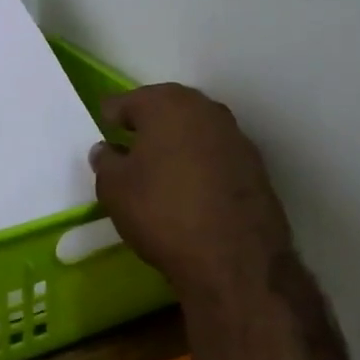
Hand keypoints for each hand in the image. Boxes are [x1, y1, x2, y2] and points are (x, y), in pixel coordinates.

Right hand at [90, 84, 292, 298]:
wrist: (234, 258)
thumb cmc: (162, 211)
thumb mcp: (114, 189)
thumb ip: (106, 162)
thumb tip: (107, 150)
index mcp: (166, 104)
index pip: (127, 101)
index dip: (112, 115)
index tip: (103, 128)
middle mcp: (204, 109)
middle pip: (167, 108)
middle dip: (148, 123)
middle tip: (130, 143)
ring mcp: (235, 136)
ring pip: (195, 130)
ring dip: (178, 142)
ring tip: (160, 167)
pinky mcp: (255, 165)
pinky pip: (216, 154)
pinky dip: (201, 163)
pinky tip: (191, 186)